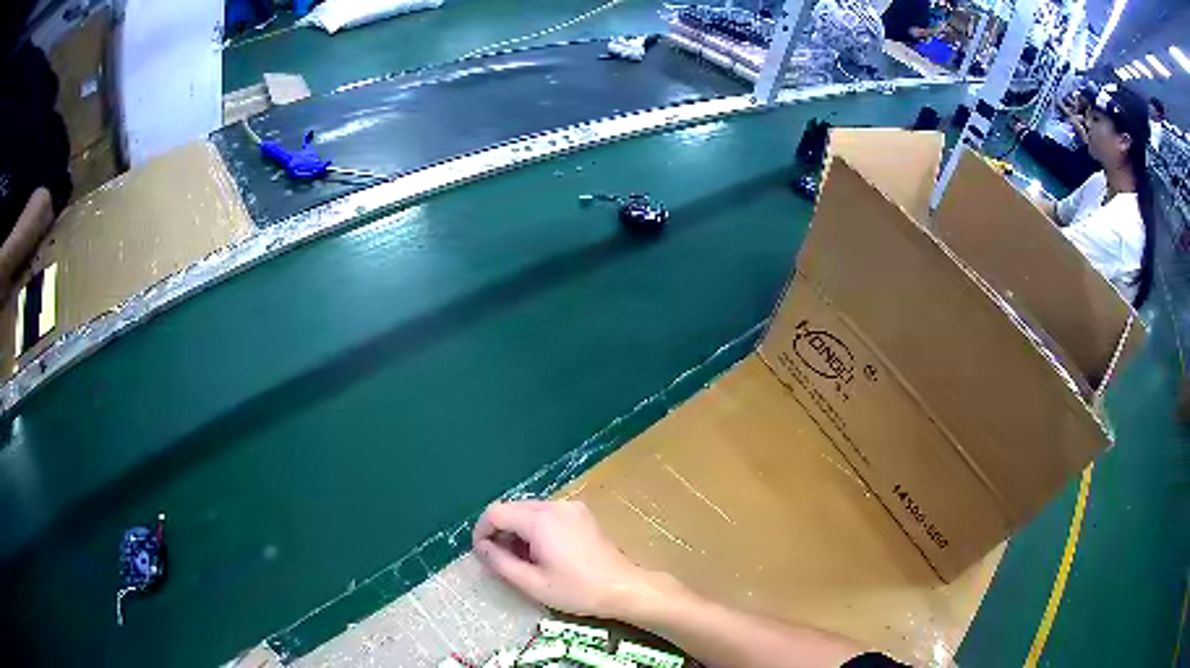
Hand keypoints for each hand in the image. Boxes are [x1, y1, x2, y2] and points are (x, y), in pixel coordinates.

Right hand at [473, 500, 666, 618]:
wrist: (623, 588)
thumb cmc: (577, 590)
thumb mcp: (532, 583)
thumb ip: (500, 562)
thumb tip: (481, 547)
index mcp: (541, 520)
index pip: (496, 512)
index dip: (482, 530)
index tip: (481, 553)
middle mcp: (555, 505)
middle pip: (512, 508)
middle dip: (499, 530)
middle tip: (499, 559)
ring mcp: (571, 507)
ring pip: (528, 509)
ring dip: (517, 529)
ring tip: (521, 558)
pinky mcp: (581, 514)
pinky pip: (547, 513)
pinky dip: (535, 527)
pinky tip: (541, 551)